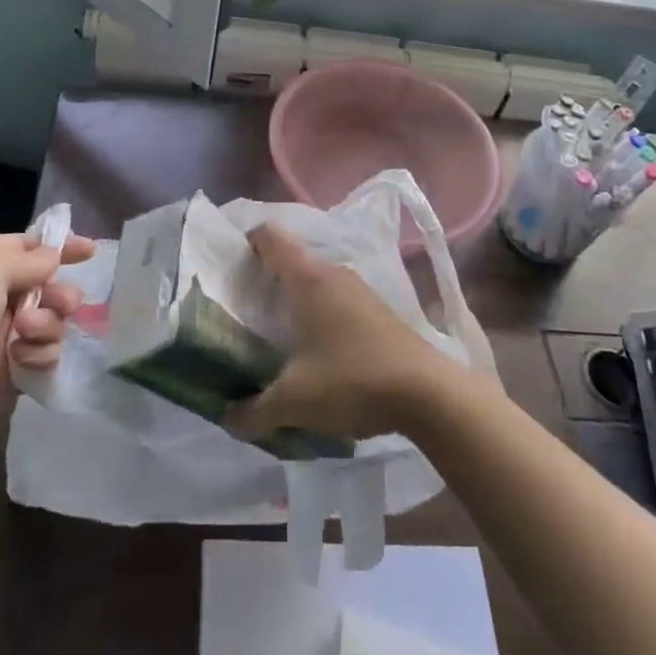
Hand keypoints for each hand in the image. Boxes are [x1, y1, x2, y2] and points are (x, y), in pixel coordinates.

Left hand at [0, 231, 93, 468]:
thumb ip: (28, 261)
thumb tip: (53, 258)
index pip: (26, 248)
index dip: (58, 248)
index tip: (91, 251)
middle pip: (44, 286)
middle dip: (58, 292)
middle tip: (62, 303)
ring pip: (50, 321)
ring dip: (48, 324)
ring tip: (26, 334)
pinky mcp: (7, 376)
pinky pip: (43, 357)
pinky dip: (41, 355)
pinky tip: (23, 360)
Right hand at [226, 223, 456, 443]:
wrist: (428, 393)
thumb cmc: (352, 380)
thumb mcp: (294, 401)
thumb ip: (254, 410)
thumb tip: (227, 418)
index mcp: (307, 279)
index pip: (270, 236)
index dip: (246, 241)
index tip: (230, 266)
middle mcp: (333, 273)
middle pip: (291, 260)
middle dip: (266, 279)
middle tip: (245, 310)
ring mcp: (360, 289)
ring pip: (316, 282)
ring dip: (295, 300)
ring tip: (277, 334)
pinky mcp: (378, 310)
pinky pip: (337, 299)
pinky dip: (320, 314)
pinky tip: (317, 351)